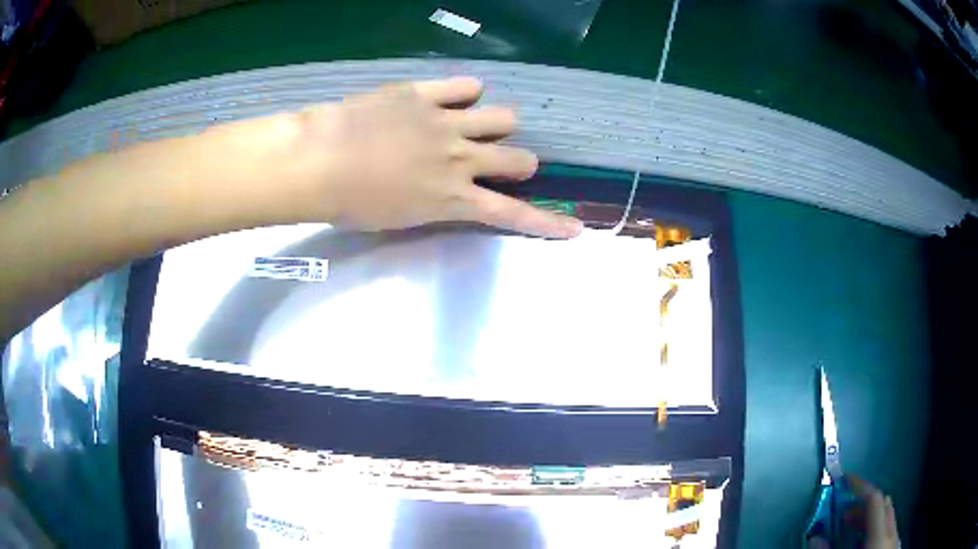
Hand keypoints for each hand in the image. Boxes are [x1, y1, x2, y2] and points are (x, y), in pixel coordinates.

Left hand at [288, 77, 582, 237]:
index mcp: (453, 198)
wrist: (319, 161)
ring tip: (479, 124)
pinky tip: (457, 95)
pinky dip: (466, 91)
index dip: (547, 223)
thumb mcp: (398, 218)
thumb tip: (443, 192)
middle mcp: (462, 159)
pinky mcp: (425, 94)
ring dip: (499, 124)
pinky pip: (464, 86)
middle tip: (502, 162)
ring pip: (503, 117)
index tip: (575, 228)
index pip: (512, 214)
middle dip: (519, 163)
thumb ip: (432, 203)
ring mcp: (447, 122)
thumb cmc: (350, 203)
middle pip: (518, 158)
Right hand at [806, 476, 899, 548]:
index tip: (844, 481)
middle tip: (844, 514)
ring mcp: (895, 539)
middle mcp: (892, 531)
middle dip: (864, 505)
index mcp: (880, 534)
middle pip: (884, 505)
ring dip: (871, 518)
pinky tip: (865, 544)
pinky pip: (889, 529)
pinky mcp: (895, 546)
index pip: (874, 499)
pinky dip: (877, 529)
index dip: (860, 486)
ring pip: (888, 517)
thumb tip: (815, 537)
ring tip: (852, 531)